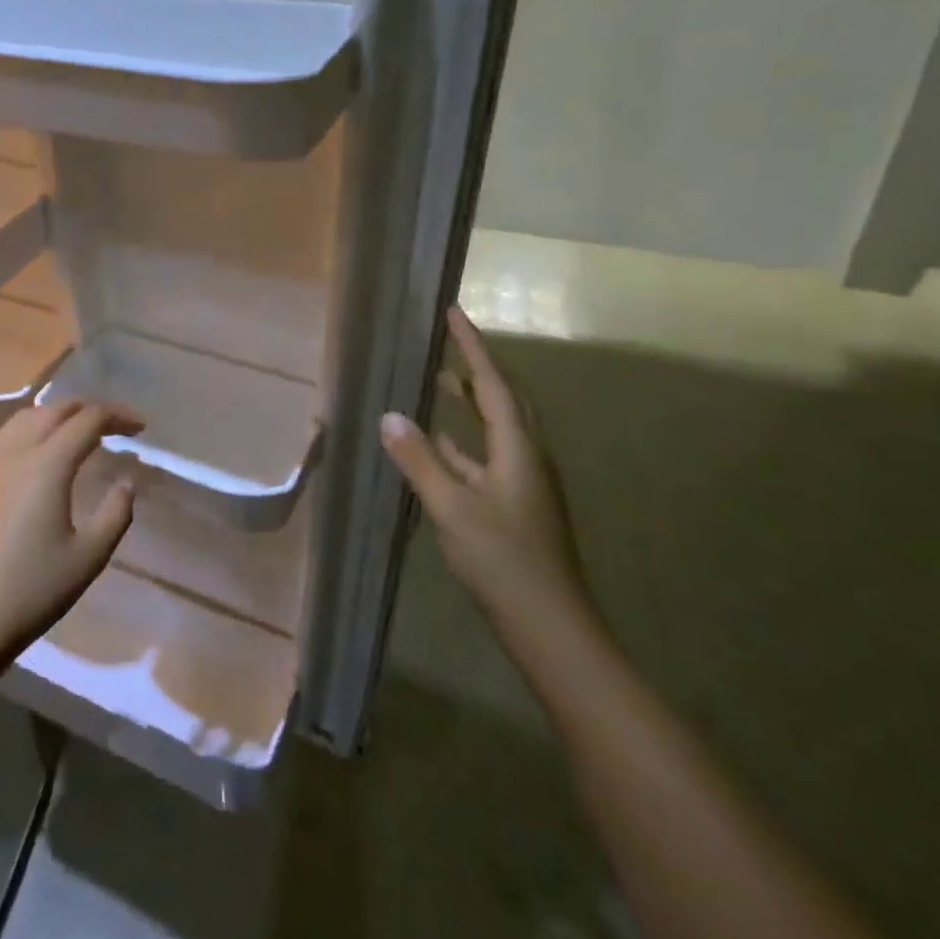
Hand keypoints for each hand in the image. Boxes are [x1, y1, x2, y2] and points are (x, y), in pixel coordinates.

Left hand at [0, 400, 139, 668]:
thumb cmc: (30, 592)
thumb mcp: (88, 557)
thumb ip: (115, 513)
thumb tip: (126, 482)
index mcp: (46, 465)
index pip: (88, 419)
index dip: (118, 416)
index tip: (139, 428)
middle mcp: (13, 450)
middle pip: (55, 410)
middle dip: (88, 410)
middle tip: (114, 428)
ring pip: (25, 418)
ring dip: (57, 417)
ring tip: (78, 436)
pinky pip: (3, 437)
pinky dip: (30, 432)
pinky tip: (38, 457)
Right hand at [380, 306, 589, 637]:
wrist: (550, 626)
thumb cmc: (502, 561)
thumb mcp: (452, 508)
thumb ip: (419, 460)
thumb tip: (389, 415)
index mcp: (517, 449)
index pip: (491, 383)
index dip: (471, 346)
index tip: (453, 312)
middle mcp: (526, 457)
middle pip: (502, 399)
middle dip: (475, 367)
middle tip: (447, 342)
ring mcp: (522, 483)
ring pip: (495, 429)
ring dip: (470, 403)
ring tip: (439, 383)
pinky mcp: (514, 506)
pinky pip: (486, 458)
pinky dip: (463, 443)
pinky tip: (440, 447)